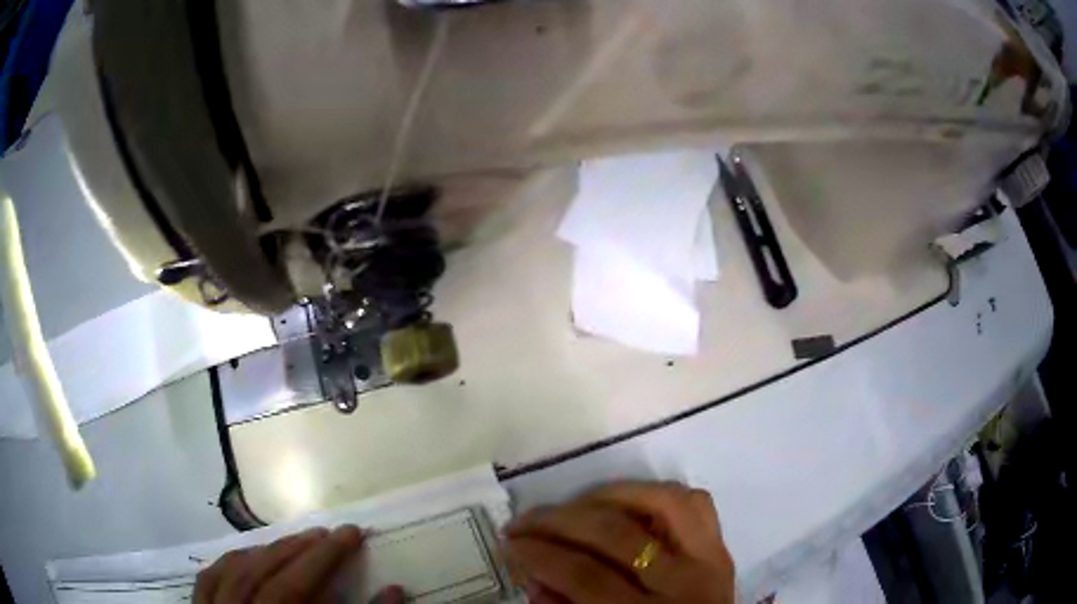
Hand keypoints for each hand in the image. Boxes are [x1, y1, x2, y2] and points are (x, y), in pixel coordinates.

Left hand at [193, 525, 403, 603]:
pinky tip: (249, 555)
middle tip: (331, 533)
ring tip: (297, 539)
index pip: (294, 591)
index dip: (323, 560)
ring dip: (268, 552)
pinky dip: (230, 562)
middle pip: (265, 578)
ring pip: (235, 574)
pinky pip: (208, 579)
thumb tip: (394, 591)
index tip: (352, 535)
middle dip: (300, 551)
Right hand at [505, 482, 735, 603]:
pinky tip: (625, 500)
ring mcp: (710, 559)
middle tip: (525, 521)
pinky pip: (693, 502)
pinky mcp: (721, 546)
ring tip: (572, 505)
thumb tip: (532, 573)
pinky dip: (656, 492)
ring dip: (607, 496)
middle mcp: (683, 584)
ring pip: (660, 503)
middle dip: (559, 521)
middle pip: (617, 534)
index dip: (540, 555)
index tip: (510, 542)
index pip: (585, 576)